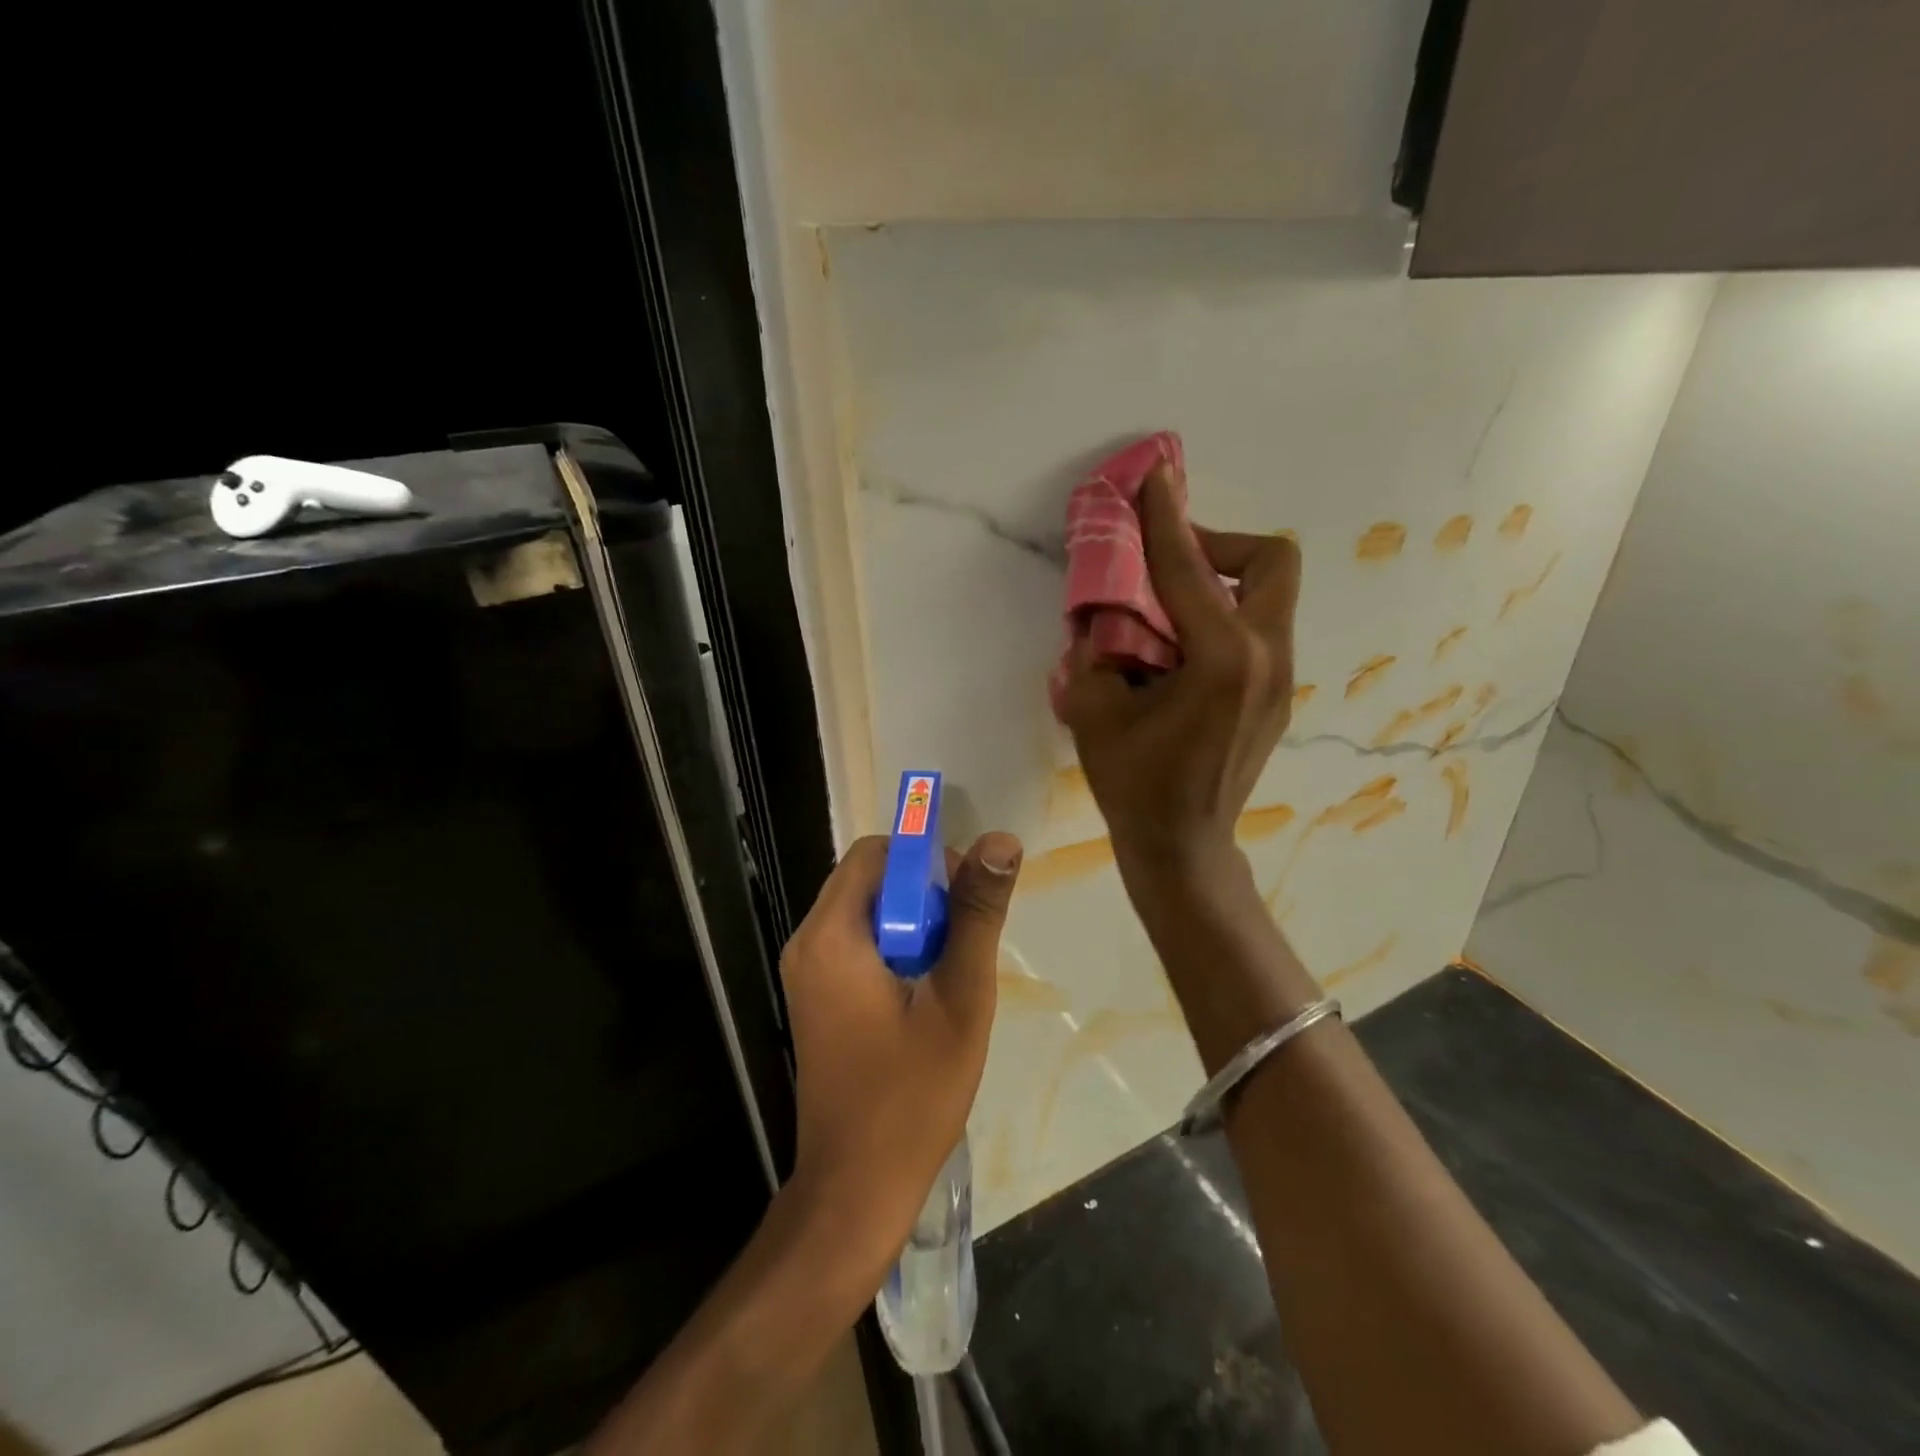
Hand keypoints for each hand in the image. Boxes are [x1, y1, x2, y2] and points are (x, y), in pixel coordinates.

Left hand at [778, 831, 1022, 1270]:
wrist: (856, 1189)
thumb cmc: (912, 1096)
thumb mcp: (960, 998)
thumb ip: (977, 913)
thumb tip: (1001, 840)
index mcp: (832, 935)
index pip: (876, 853)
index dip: (926, 860)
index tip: (965, 899)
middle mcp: (807, 942)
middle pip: (869, 878)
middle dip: (922, 894)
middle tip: (962, 940)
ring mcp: (806, 971)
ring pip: (867, 910)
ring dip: (912, 922)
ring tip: (948, 970)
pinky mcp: (816, 995)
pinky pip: (857, 941)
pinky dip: (895, 946)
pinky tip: (924, 990)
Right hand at [1061, 462, 1301, 886]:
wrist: (1183, 846)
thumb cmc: (1134, 785)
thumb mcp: (1092, 711)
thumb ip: (1095, 649)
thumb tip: (1104, 614)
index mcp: (1222, 660)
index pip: (1190, 569)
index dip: (1165, 518)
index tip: (1153, 478)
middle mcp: (1266, 658)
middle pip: (1272, 561)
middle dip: (1219, 544)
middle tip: (1169, 562)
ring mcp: (1282, 678)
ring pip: (1270, 595)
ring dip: (1222, 581)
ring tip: (1169, 606)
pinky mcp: (1278, 695)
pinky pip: (1260, 629)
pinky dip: (1225, 617)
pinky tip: (1183, 650)